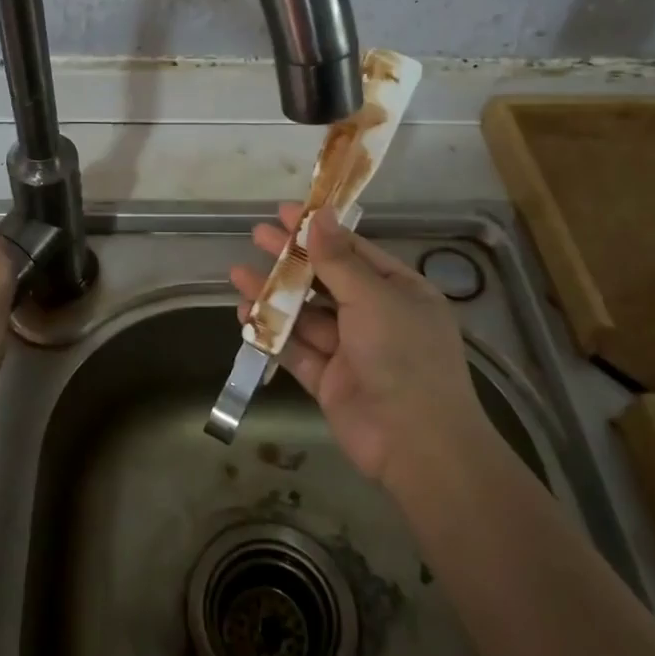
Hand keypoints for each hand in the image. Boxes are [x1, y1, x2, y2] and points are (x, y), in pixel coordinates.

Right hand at [228, 204, 488, 486]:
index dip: (319, 230)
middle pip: (325, 279)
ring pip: (306, 314)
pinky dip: (272, 333)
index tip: (285, 212)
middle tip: (256, 236)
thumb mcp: (372, 297)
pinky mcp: (329, 380)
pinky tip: (245, 315)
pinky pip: (296, 349)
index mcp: (399, 291)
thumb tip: (320, 214)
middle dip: (291, 259)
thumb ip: (338, 259)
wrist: (416, 444)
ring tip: (237, 275)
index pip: (354, 251)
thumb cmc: (403, 355)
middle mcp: (376, 316)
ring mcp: (351, 350)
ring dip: (274, 295)